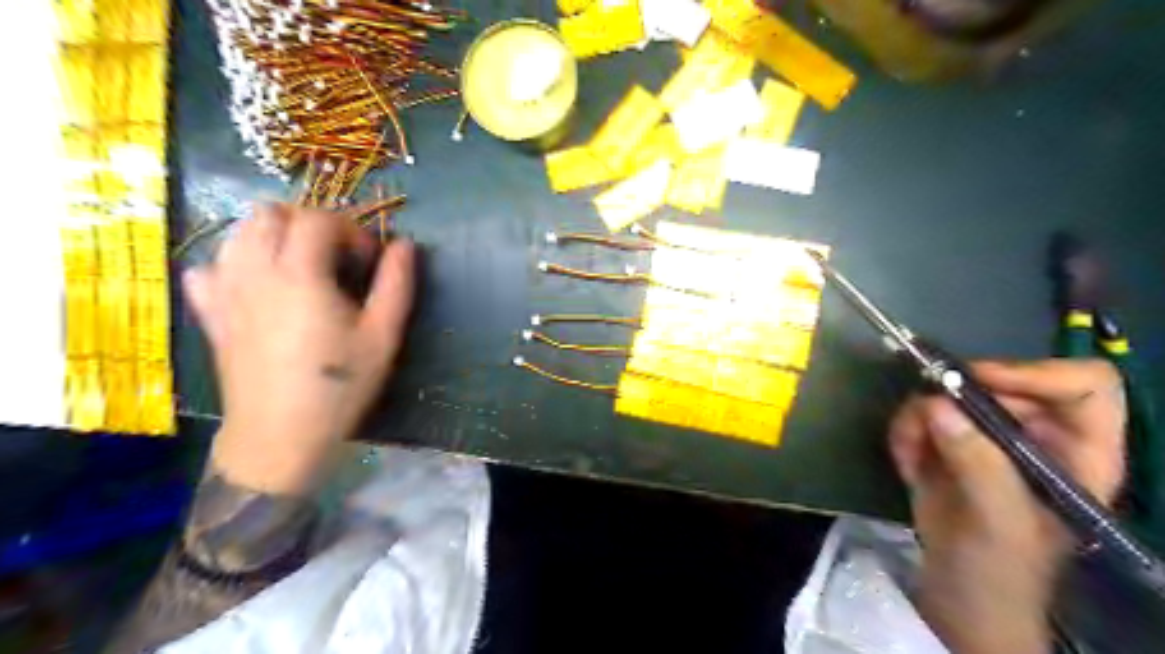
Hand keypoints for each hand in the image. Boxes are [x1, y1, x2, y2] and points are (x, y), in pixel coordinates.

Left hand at [184, 203, 415, 495]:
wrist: (280, 435)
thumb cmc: (340, 385)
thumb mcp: (383, 336)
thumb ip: (396, 284)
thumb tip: (406, 245)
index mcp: (300, 274)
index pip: (319, 220)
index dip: (351, 230)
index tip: (369, 260)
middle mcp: (255, 271)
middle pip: (271, 214)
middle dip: (309, 223)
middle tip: (336, 255)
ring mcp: (226, 291)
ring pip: (238, 232)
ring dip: (273, 235)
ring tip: (302, 265)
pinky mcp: (211, 313)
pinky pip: (210, 267)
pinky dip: (234, 262)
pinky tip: (257, 284)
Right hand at [890, 361, 1124, 650]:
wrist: (957, 593)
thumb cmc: (1000, 570)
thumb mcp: (999, 521)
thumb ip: (978, 463)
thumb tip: (934, 405)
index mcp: (1078, 451)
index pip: (1082, 386)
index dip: (1034, 373)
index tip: (978, 382)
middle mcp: (1034, 435)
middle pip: (999, 382)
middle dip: (953, 399)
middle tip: (921, 419)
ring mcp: (985, 437)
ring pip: (948, 395)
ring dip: (918, 420)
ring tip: (909, 453)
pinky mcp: (945, 443)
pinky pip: (918, 415)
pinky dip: (904, 434)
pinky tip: (905, 465)